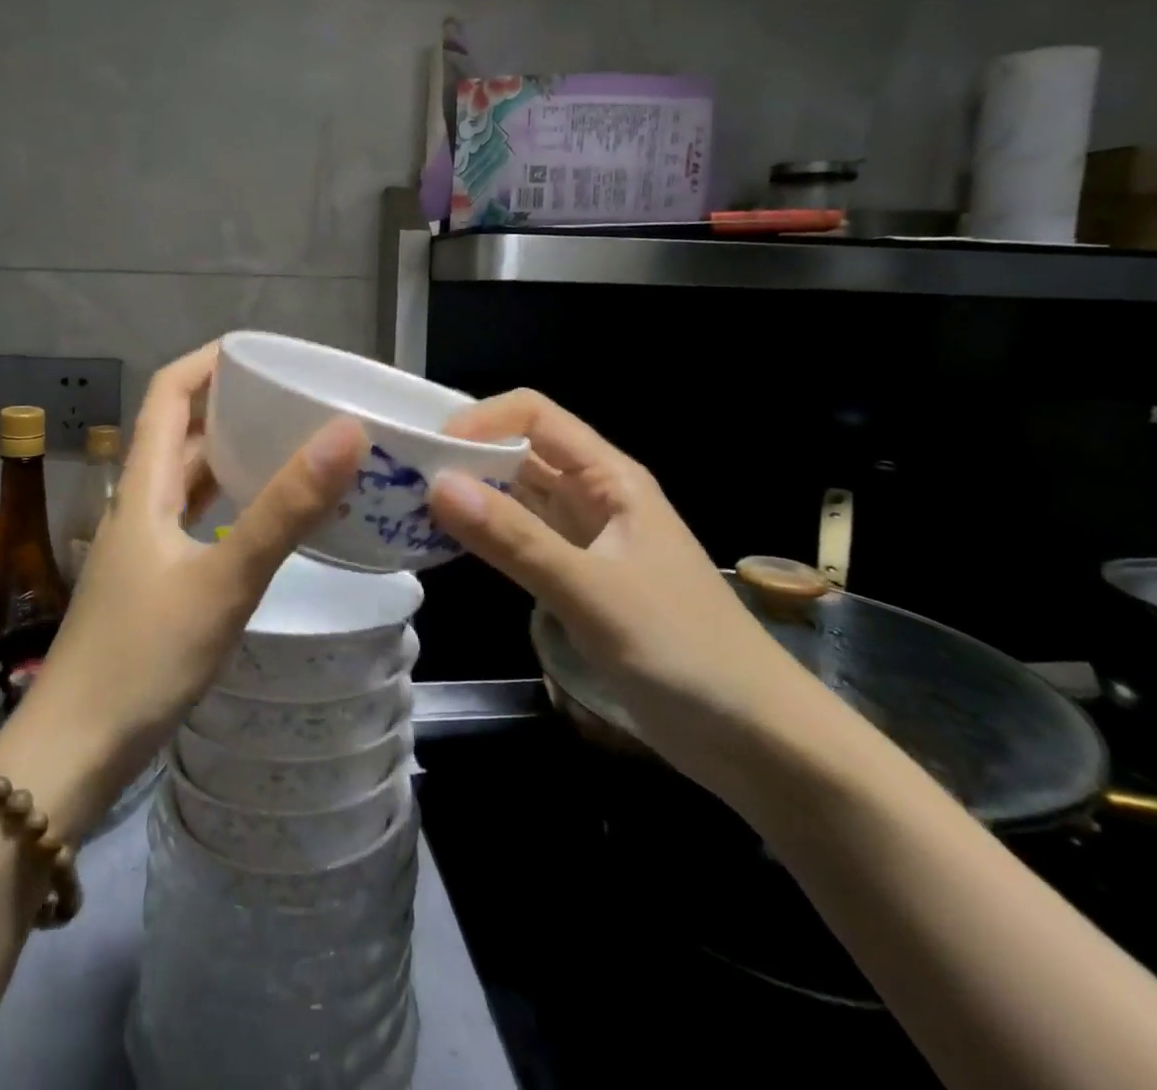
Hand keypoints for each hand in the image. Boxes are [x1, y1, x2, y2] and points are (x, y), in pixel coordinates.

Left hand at [0, 342, 366, 838]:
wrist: (75, 753)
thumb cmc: (143, 658)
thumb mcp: (224, 579)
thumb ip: (284, 509)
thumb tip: (345, 433)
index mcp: (143, 488)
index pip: (167, 394)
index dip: (207, 361)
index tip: (260, 350)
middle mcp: (138, 507)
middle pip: (178, 433)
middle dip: (229, 406)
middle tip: (291, 399)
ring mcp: (142, 549)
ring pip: (187, 482)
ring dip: (229, 456)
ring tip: (288, 446)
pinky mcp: (152, 586)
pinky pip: (194, 523)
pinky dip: (227, 505)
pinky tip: (261, 520)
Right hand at [428, 389, 830, 790]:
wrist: (757, 739)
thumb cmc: (685, 652)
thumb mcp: (593, 593)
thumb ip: (515, 540)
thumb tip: (437, 485)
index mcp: (609, 478)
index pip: (534, 416)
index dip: (481, 421)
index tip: (429, 452)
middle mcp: (595, 497)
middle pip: (519, 452)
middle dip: (463, 457)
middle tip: (399, 479)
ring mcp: (586, 540)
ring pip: (517, 497)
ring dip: (470, 496)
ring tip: (407, 509)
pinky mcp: (579, 580)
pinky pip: (521, 540)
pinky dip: (485, 536)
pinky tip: (447, 548)